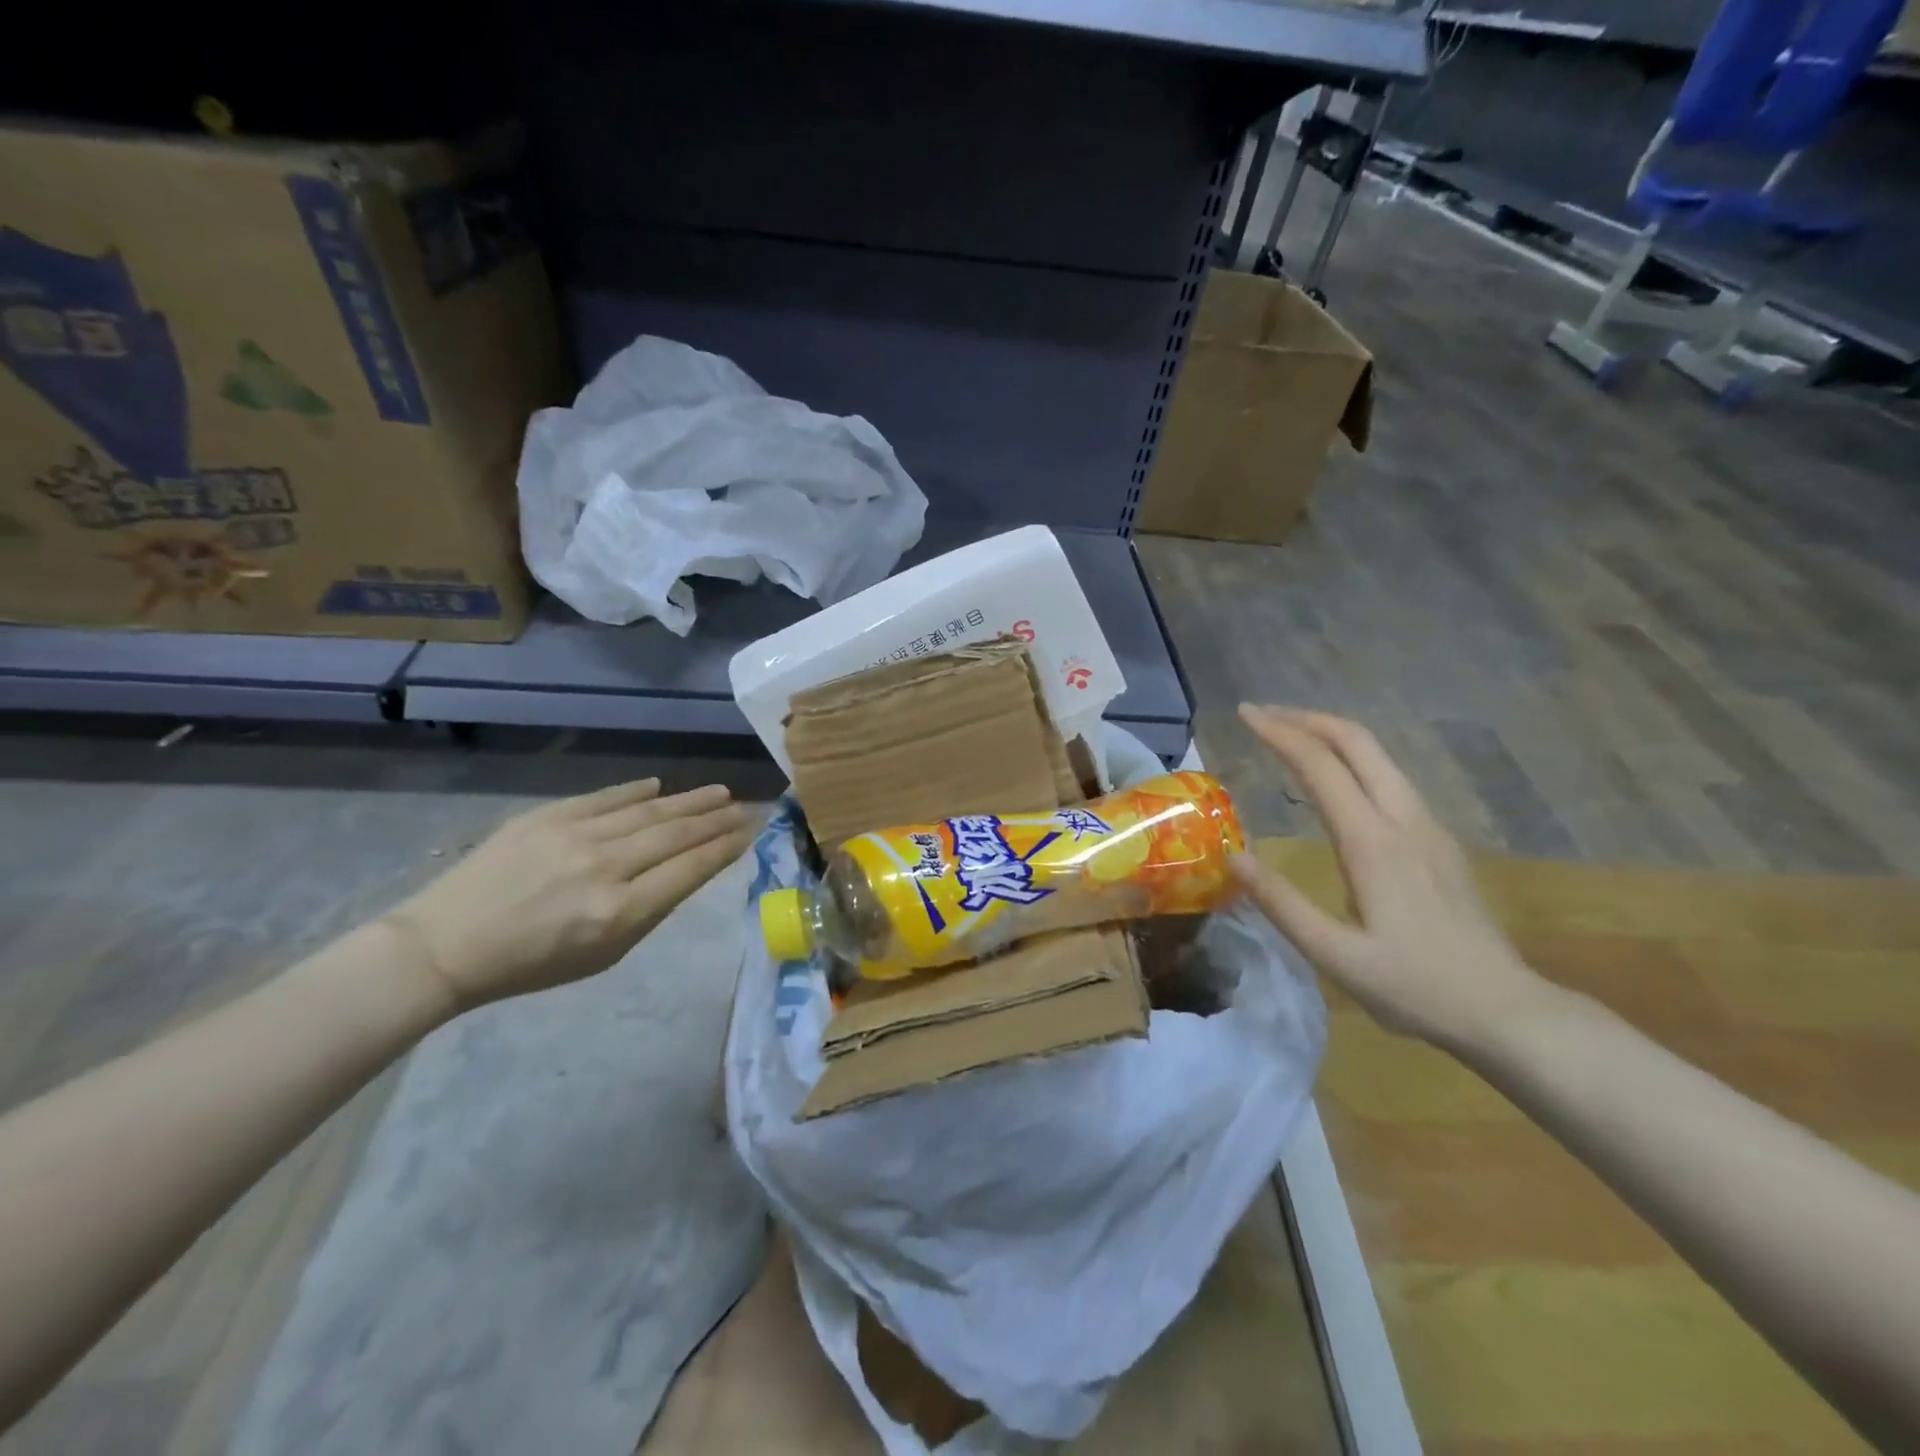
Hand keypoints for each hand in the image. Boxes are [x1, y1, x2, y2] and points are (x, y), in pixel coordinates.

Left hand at [384, 779, 752, 1012]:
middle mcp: (605, 868)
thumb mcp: (604, 956)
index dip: (725, 849)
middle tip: (745, 808)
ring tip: (719, 792)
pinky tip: (659, 787)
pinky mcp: (546, 817)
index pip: (690, 869)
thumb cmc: (532, 964)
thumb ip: (651, 911)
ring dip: (689, 801)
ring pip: (648, 811)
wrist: (446, 945)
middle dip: (717, 820)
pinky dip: (636, 792)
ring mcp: (574, 836)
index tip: (749, 834)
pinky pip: (605, 798)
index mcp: (620, 912)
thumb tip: (687, 870)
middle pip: (676, 834)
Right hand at [1229, 705, 1551, 1051]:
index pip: (1321, 766)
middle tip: (1262, 715)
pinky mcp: (1437, 841)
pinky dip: (1352, 758)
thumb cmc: (1414, 987)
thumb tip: (1232, 857)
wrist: (1505, 1010)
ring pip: (1379, 756)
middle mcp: (1403, 820)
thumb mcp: (1335, 956)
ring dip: (1330, 735)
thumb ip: (1281, 903)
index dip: (1280, 733)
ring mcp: (1428, 827)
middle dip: (1306, 719)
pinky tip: (1335, 778)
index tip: (1244, 714)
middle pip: (1358, 742)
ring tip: (1289, 736)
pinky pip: (1390, 778)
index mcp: (1373, 842)